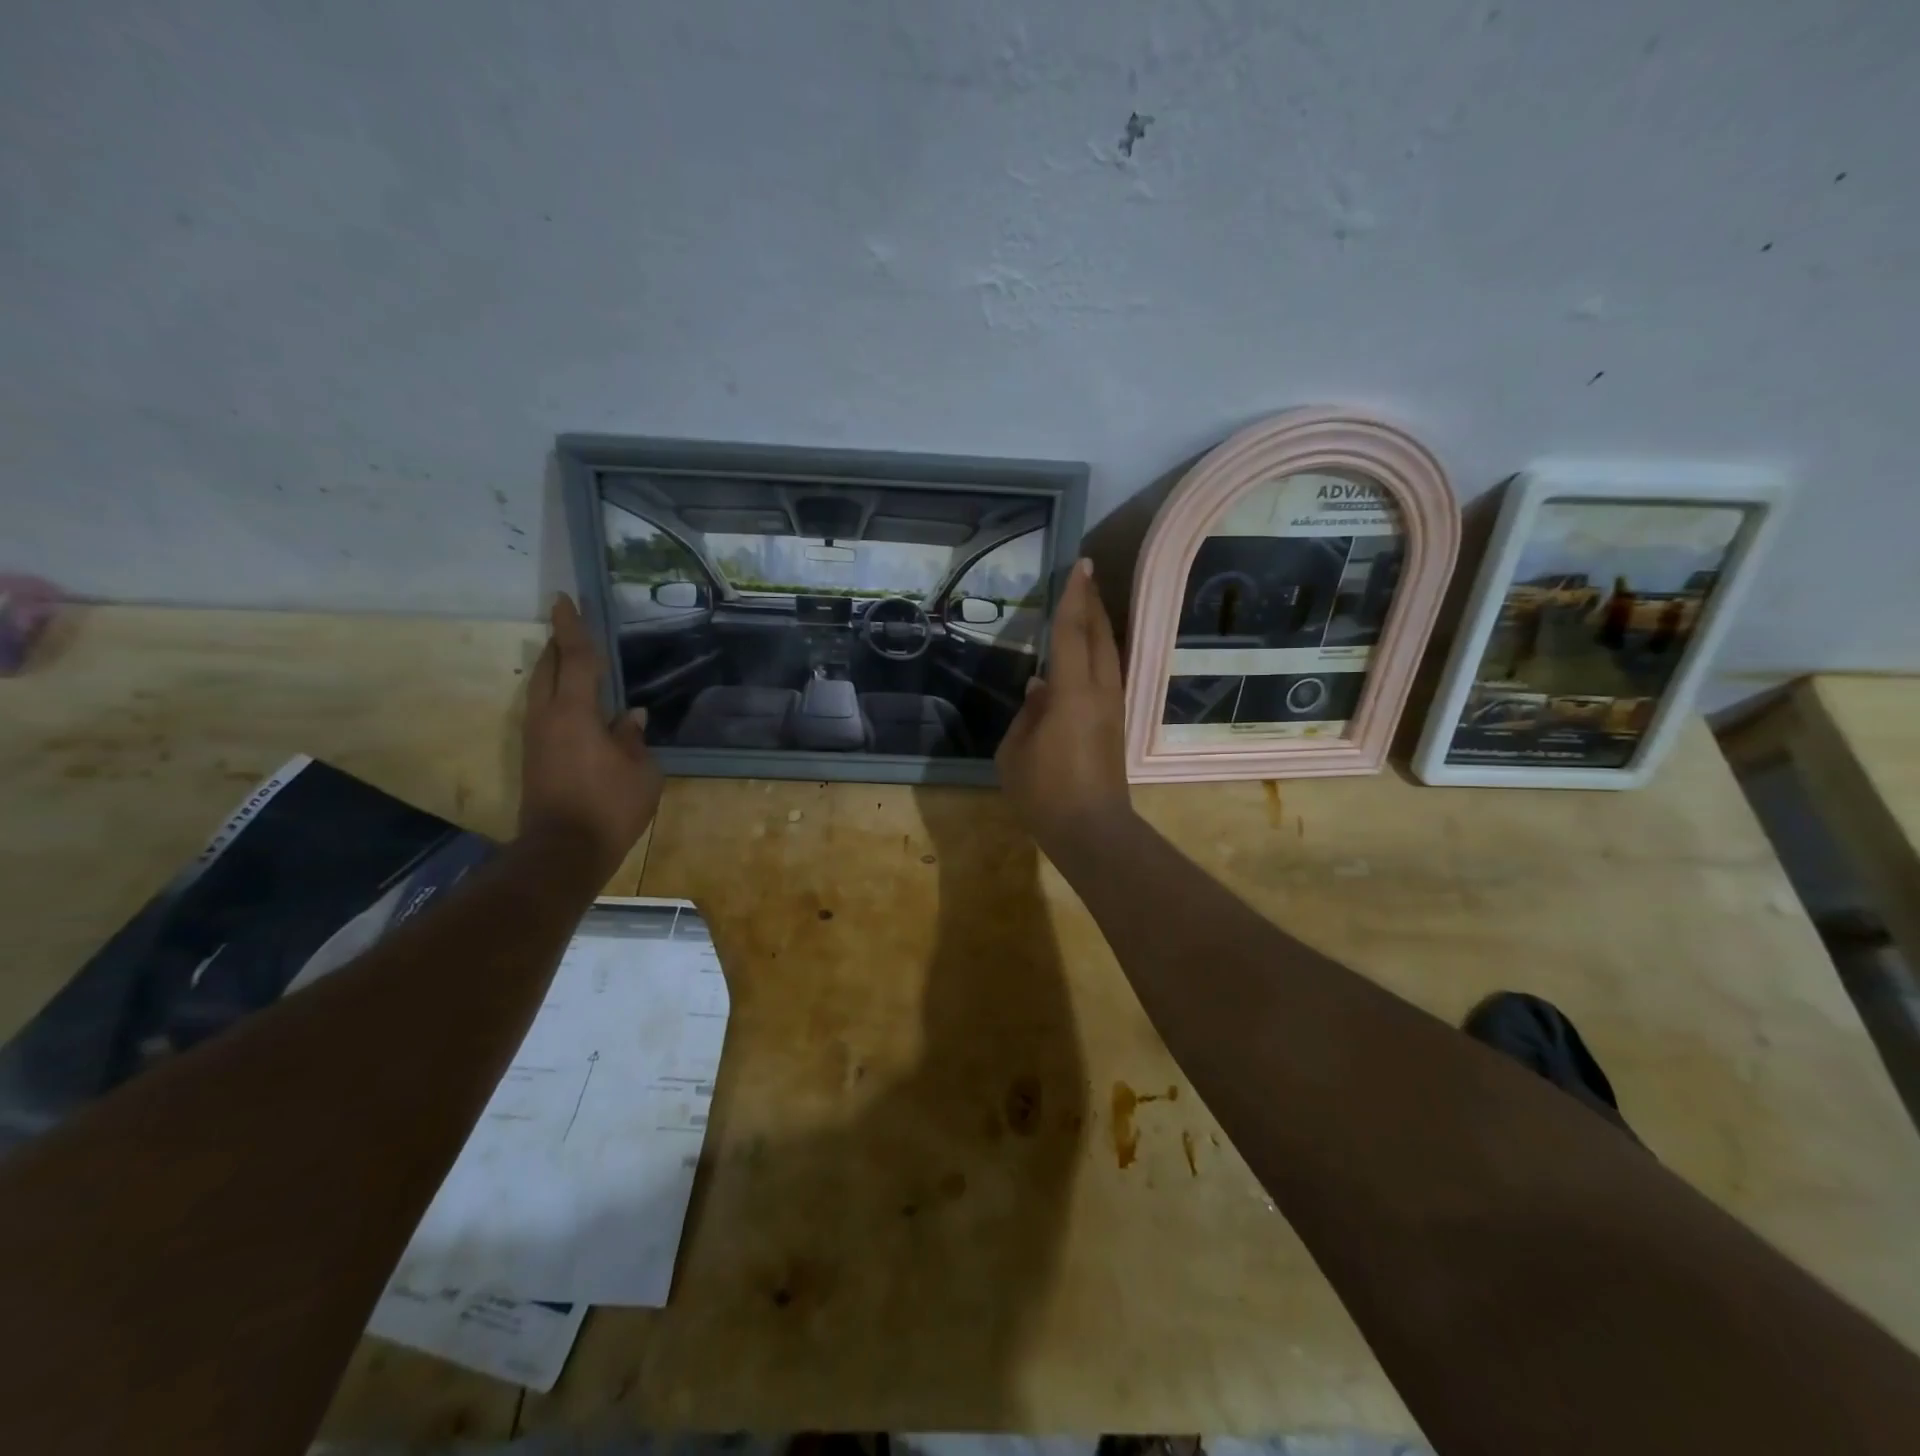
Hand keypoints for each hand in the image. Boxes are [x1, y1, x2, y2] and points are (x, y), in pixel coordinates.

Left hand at [519, 595, 663, 873]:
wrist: (563, 852)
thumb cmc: (609, 806)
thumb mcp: (641, 771)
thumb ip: (633, 738)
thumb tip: (630, 717)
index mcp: (574, 713)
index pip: (574, 659)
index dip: (573, 628)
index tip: (565, 599)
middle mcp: (547, 717)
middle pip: (548, 668)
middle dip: (559, 644)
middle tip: (573, 627)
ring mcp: (535, 738)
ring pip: (541, 690)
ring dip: (556, 670)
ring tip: (575, 661)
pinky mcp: (534, 757)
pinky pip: (544, 711)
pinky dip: (558, 695)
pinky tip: (578, 704)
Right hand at [996, 558, 1131, 853]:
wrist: (1091, 830)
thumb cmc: (1045, 793)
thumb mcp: (1015, 752)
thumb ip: (1027, 714)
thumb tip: (1040, 688)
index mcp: (1072, 693)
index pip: (1073, 633)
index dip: (1074, 598)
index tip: (1080, 566)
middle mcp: (1100, 692)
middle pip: (1100, 636)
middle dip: (1093, 603)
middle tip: (1086, 575)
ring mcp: (1113, 708)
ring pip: (1111, 655)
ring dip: (1100, 627)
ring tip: (1088, 606)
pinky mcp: (1116, 725)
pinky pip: (1109, 675)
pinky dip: (1100, 653)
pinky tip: (1087, 654)